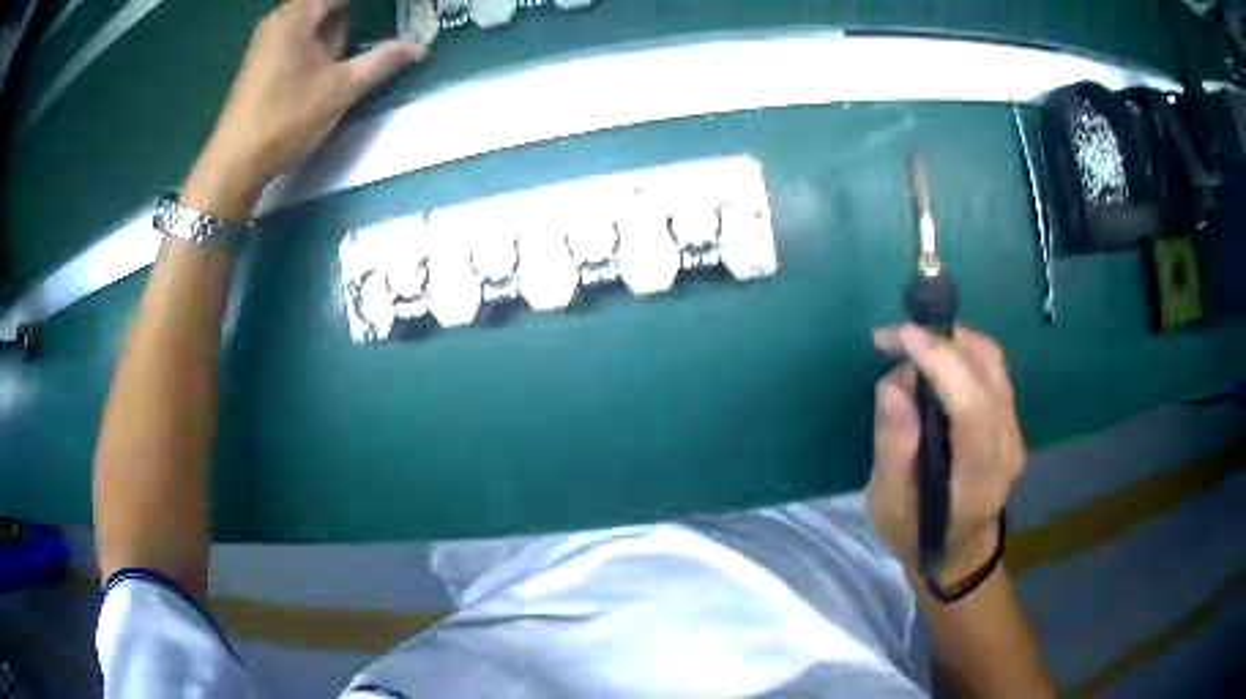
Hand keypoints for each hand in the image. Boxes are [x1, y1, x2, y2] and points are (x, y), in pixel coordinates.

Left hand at [183, 0, 424, 221]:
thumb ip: (382, 61)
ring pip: (311, 22)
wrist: (234, 164)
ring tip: (357, 46)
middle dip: (351, 15)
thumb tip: (418, 47)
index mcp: (297, 14)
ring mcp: (266, 42)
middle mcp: (279, 19)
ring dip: (336, 29)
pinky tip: (331, 61)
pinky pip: (297, 39)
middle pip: (325, 5)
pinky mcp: (260, 63)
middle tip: (383, 24)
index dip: (364, 5)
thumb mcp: (342, 89)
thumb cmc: (287, 118)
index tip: (391, 10)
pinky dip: (318, 42)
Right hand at [867, 323, 1025, 587]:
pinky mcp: (1011, 420)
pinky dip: (961, 353)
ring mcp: (1015, 431)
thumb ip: (893, 448)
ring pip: (993, 362)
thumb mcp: (889, 505)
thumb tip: (892, 385)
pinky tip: (934, 363)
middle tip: (893, 339)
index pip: (973, 406)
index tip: (902, 336)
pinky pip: (991, 370)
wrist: (958, 552)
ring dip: (951, 343)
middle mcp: (1007, 446)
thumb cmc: (916, 535)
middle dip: (941, 342)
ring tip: (910, 347)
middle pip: (988, 371)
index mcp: (979, 477)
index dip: (941, 363)